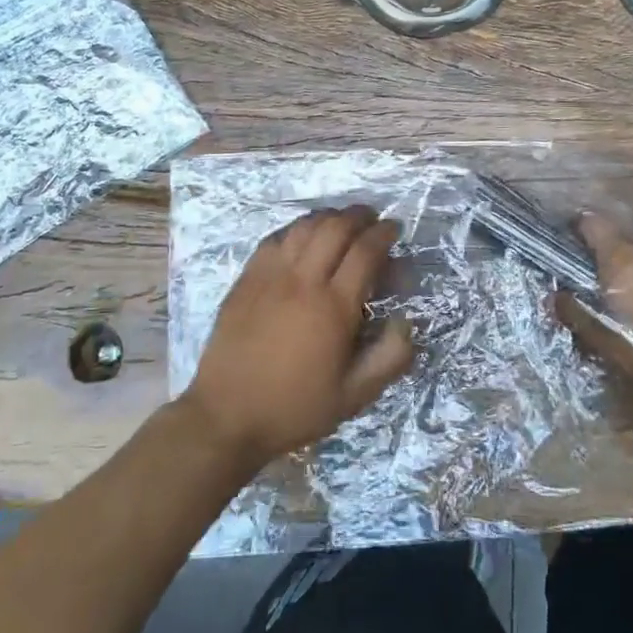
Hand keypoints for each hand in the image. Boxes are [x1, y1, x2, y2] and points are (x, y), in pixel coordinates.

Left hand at [182, 205, 414, 469]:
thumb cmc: (294, 407)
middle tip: (371, 219)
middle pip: (335, 228)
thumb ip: (390, 358)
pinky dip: (296, 228)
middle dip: (359, 216)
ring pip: (304, 227)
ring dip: (328, 217)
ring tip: (342, 221)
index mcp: (334, 308)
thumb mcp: (355, 396)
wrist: (226, 416)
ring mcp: (270, 276)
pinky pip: (275, 238)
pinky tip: (303, 235)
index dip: (384, 234)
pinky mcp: (246, 279)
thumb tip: (406, 320)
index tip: (394, 229)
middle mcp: (303, 281)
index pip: (365, 251)